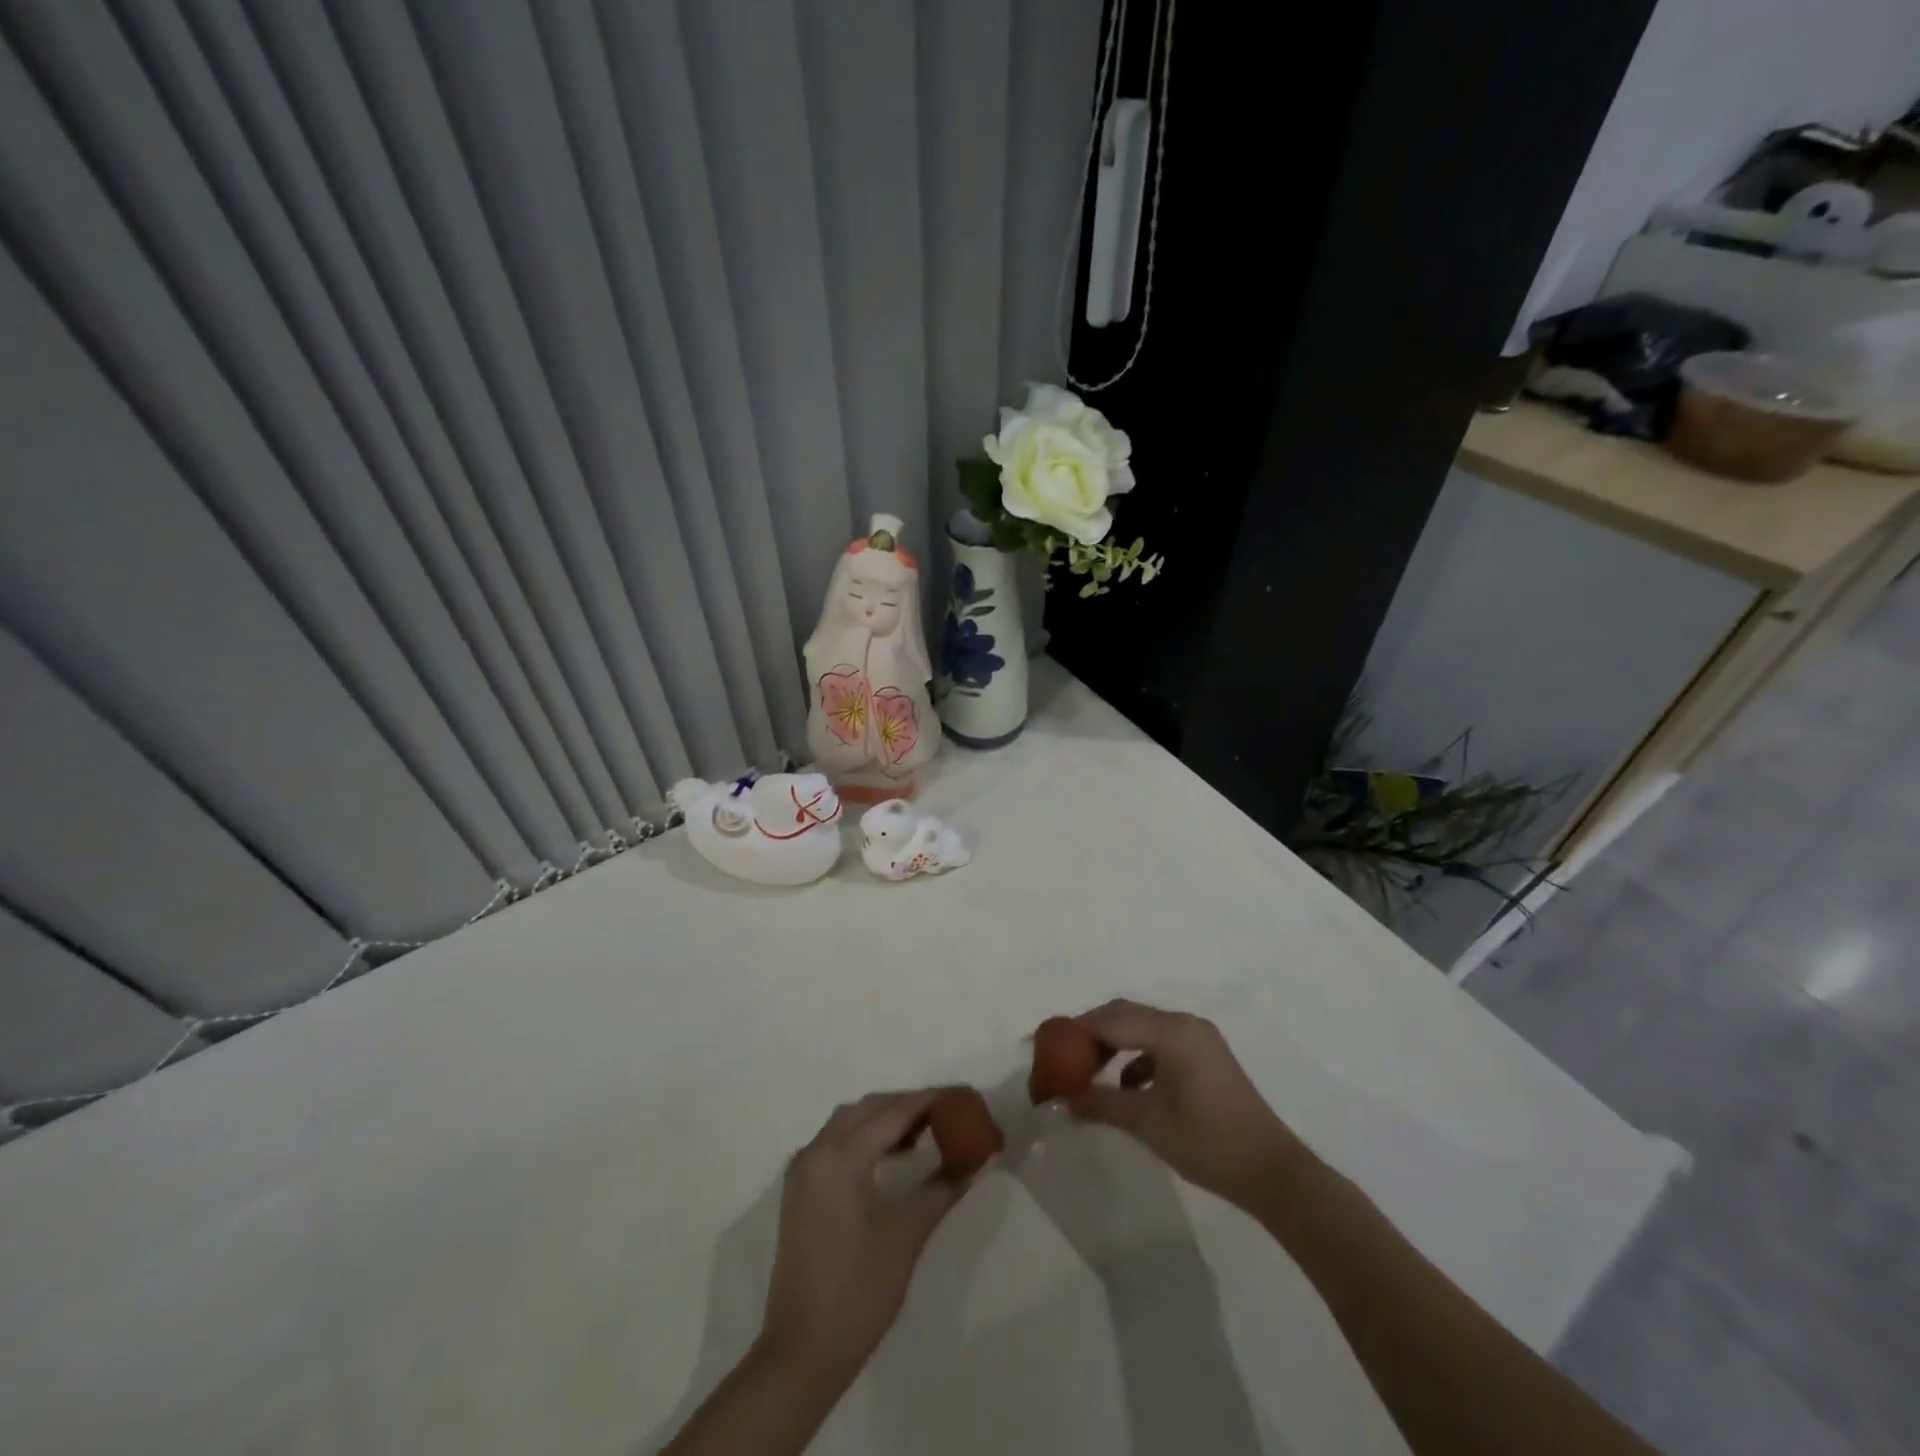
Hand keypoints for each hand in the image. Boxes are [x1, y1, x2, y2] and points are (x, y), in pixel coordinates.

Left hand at [759, 1090, 977, 1392]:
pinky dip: (864, 1136)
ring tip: (924, 1132)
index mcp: (841, 1156)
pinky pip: (835, 1142)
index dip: (930, 1100)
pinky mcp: (799, 1189)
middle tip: (946, 1113)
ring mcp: (803, 1170)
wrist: (802, 1353)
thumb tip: (977, 1161)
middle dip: (907, 1105)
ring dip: (884, 1119)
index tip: (962, 1096)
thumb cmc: (859, 1292)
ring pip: (848, 1121)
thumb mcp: (907, 1236)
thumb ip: (943, 1189)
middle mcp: (816, 1151)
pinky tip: (890, 1155)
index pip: (893, 1112)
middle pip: (868, 1108)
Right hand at [1064, 999, 1309, 1214]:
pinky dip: (1137, 1056)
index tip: (1046, 1046)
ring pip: (1142, 1027)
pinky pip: (1160, 1043)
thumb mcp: (1147, 1123)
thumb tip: (1061, 1099)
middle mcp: (1185, 1023)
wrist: (1273, 1171)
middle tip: (1062, 1056)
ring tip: (1087, 1071)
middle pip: (1125, 1015)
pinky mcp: (1206, 1055)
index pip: (1110, 1019)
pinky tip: (1127, 1086)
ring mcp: (1199, 1038)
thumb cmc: (1207, 1142)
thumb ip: (1100, 1104)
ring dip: (1113, 1043)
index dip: (1075, 1031)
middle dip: (1091, 1033)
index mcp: (1172, 1031)